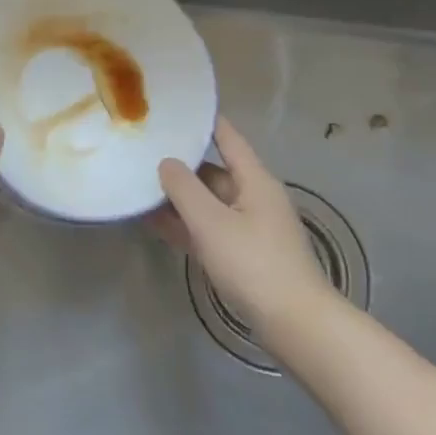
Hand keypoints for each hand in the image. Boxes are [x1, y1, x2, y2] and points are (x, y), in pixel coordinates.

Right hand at [156, 117, 333, 340]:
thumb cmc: (254, 264)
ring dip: (179, 197)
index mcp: (254, 180)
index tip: (175, 109)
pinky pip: (208, 229)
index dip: (203, 122)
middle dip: (181, 163)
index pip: (227, 137)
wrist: (295, 325)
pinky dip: (185, 224)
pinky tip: (155, 222)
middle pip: (214, 171)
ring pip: (208, 202)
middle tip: (143, 151)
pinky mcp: (243, 255)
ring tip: (140, 186)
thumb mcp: (211, 222)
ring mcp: (249, 228)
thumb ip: (184, 188)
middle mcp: (254, 198)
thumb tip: (166, 162)